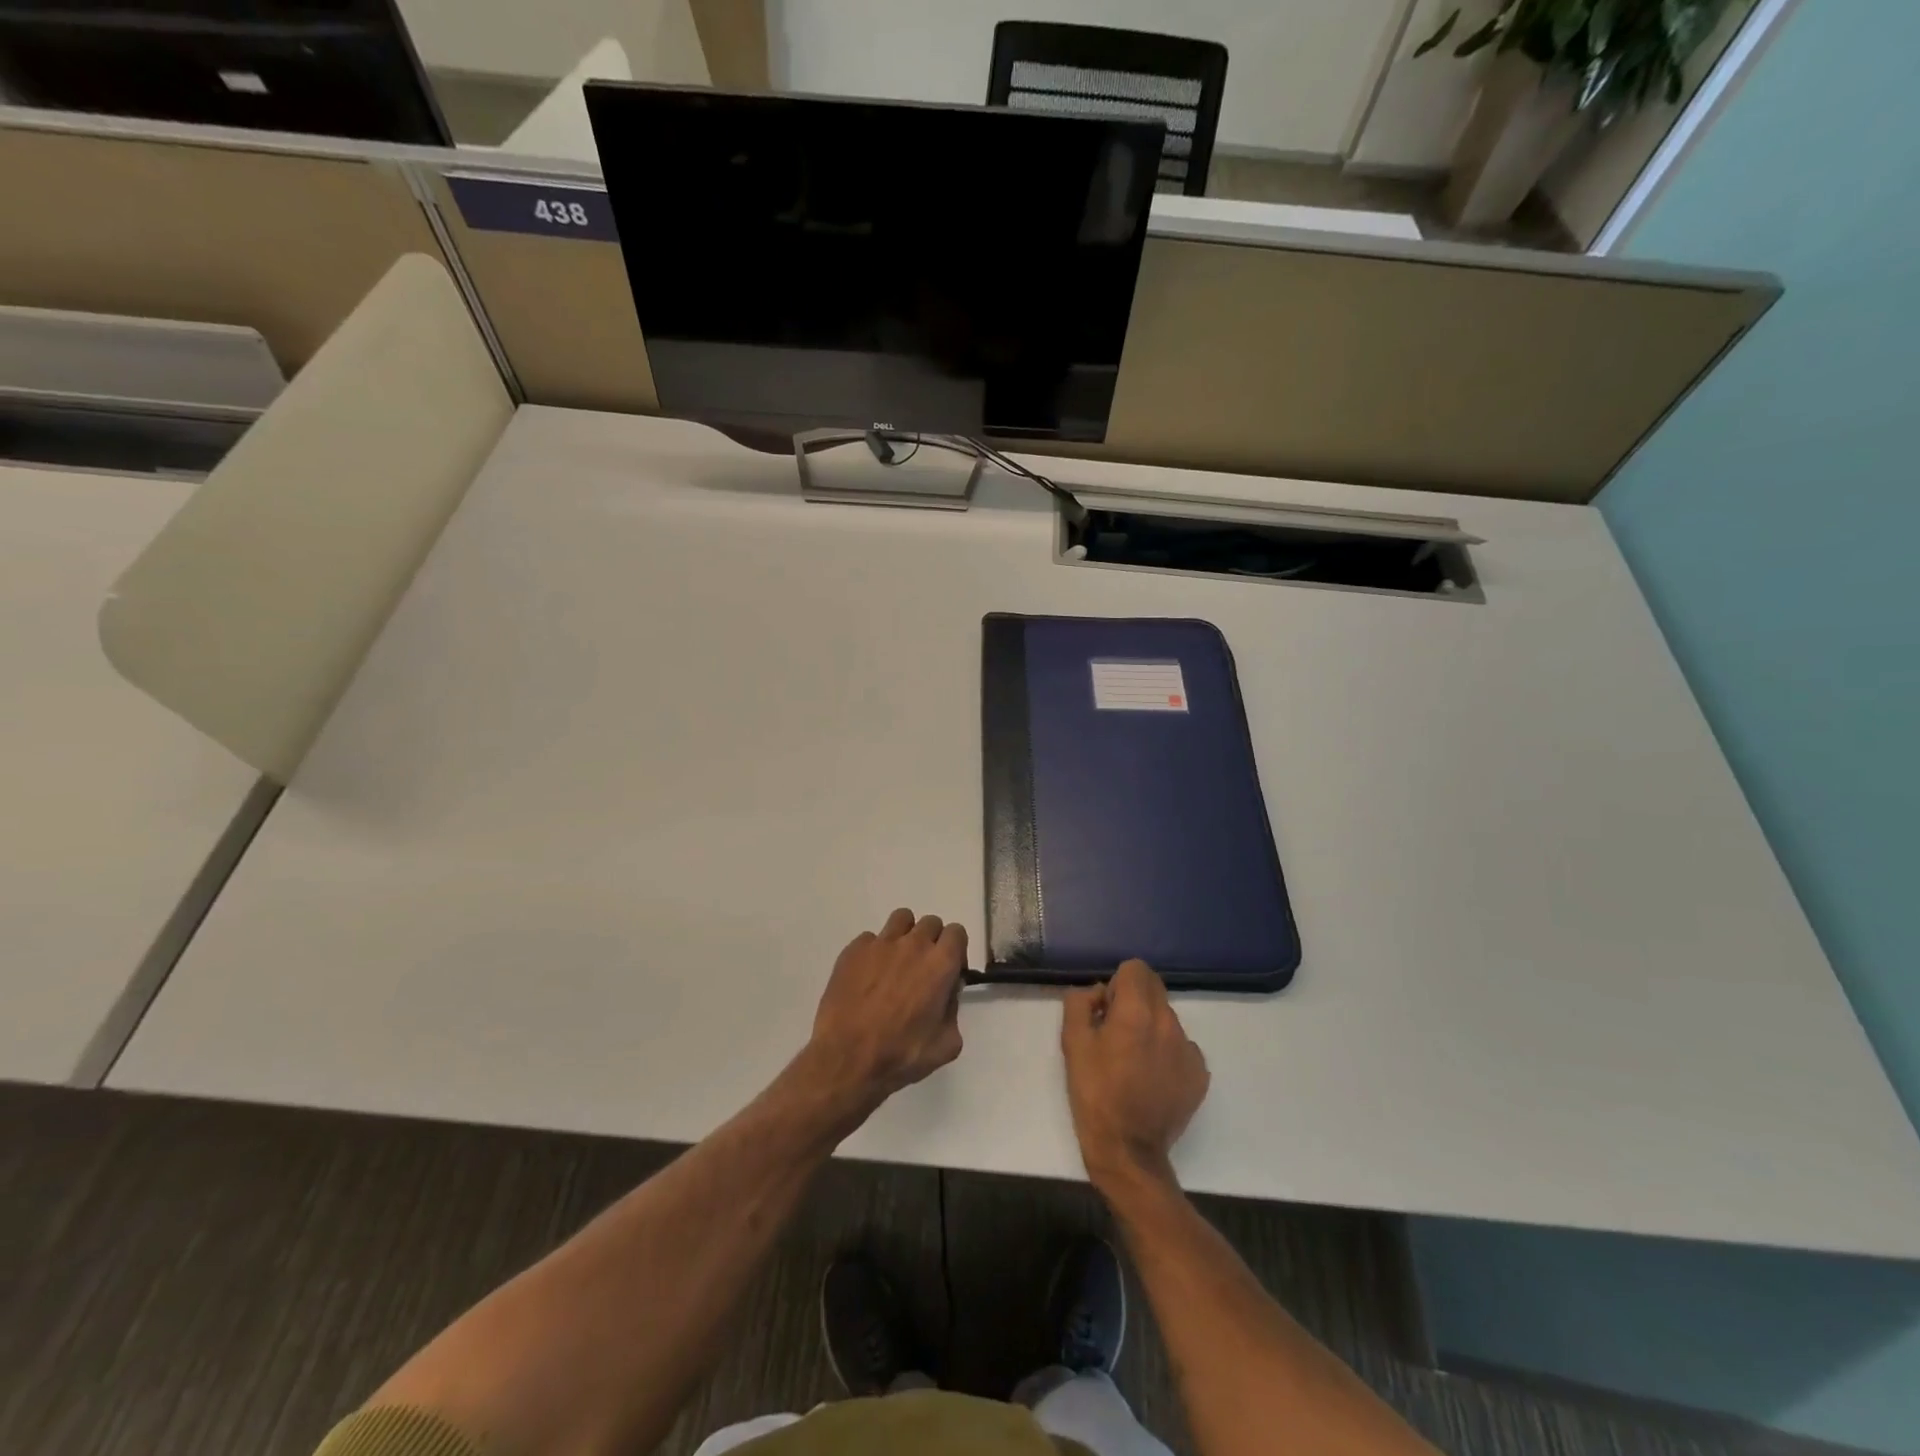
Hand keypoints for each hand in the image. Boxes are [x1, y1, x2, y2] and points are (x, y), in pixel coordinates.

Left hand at [805, 908, 967, 1121]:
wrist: (847, 1058)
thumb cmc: (901, 1055)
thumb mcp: (946, 1044)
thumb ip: (953, 1011)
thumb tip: (947, 994)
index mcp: (940, 964)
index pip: (957, 933)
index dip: (956, 951)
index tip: (948, 972)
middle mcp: (913, 944)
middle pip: (931, 923)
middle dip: (932, 942)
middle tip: (922, 970)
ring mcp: (881, 943)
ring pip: (901, 919)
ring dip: (905, 935)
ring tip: (896, 962)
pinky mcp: (854, 949)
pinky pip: (871, 938)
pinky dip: (875, 952)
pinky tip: (868, 976)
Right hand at [1062, 959, 1208, 1192]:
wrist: (1128, 1150)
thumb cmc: (1094, 1093)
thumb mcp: (1072, 1042)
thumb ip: (1080, 1003)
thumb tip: (1098, 994)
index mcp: (1137, 1012)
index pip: (1136, 968)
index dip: (1117, 984)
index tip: (1106, 1011)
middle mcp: (1169, 1023)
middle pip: (1154, 988)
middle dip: (1134, 1000)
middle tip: (1116, 1034)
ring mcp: (1189, 1049)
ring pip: (1167, 1018)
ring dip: (1151, 1027)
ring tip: (1133, 1062)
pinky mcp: (1200, 1074)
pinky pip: (1182, 1047)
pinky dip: (1167, 1053)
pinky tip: (1152, 1079)